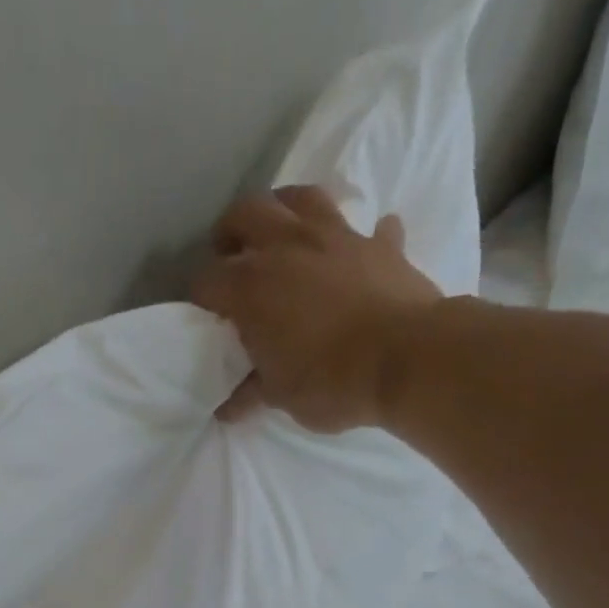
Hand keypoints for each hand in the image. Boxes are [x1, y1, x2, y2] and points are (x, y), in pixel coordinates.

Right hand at [192, 184, 443, 430]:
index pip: (207, 280)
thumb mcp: (280, 396)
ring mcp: (336, 237)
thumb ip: (251, 393)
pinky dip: (358, 239)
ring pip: (300, 198)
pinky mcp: (378, 244)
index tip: (206, 315)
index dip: (201, 297)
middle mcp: (287, 247)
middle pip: (246, 212)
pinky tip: (357, 254)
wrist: (407, 360)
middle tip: (232, 256)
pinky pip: (367, 228)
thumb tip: (227, 409)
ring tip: (281, 236)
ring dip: (284, 210)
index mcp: (251, 287)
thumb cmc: (330, 382)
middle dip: (231, 232)